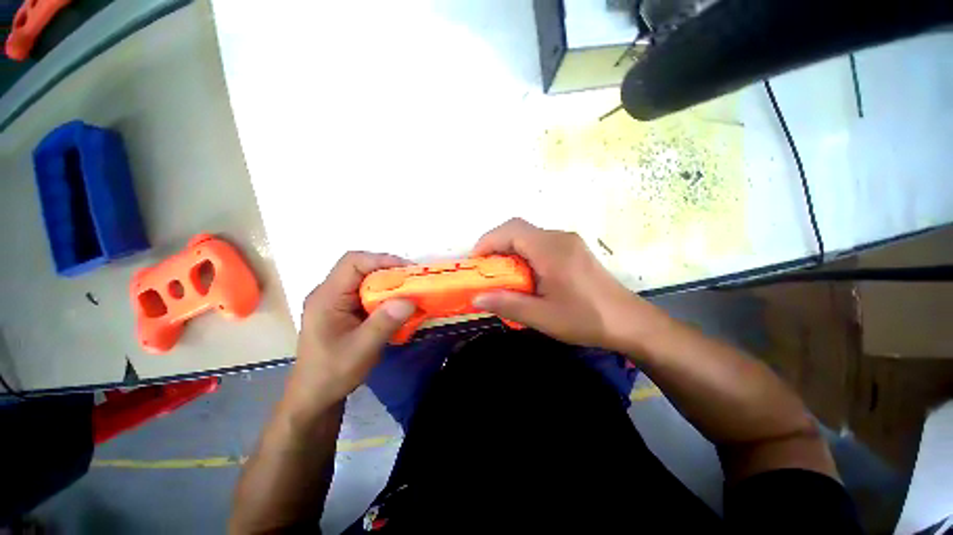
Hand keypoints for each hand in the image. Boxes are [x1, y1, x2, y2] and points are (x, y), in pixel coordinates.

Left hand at [284, 252, 415, 416]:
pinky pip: (368, 294)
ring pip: (367, 281)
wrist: (314, 397)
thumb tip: (409, 300)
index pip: (352, 262)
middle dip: (390, 272)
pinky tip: (398, 308)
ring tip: (410, 293)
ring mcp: (337, 302)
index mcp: (327, 297)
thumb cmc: (332, 373)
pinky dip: (386, 297)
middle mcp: (330, 293)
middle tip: (414, 282)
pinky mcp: (345, 311)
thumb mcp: (361, 350)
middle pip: (361, 269)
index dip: (381, 259)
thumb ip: (384, 323)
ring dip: (390, 285)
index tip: (407, 270)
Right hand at [471, 218, 667, 351]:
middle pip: (519, 230)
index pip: (512, 230)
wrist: (629, 322)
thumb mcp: (542, 316)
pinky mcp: (573, 250)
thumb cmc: (586, 319)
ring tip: (503, 276)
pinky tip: (526, 276)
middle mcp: (559, 238)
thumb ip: (507, 304)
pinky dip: (524, 254)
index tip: (475, 262)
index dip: (488, 241)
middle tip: (486, 270)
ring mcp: (568, 242)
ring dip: (511, 251)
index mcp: (551, 249)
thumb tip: (476, 298)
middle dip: (497, 246)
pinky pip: (540, 244)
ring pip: (529, 236)